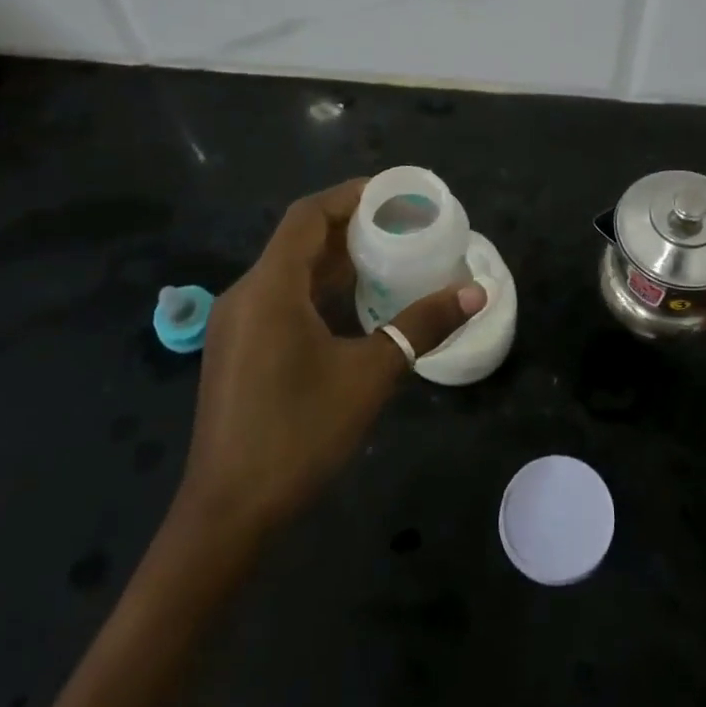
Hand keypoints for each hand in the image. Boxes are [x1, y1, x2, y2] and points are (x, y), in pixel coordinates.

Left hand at [177, 179, 485, 534]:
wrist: (229, 513)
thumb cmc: (299, 434)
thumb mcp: (370, 375)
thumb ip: (422, 326)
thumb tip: (476, 292)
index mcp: (270, 288)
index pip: (308, 216)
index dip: (351, 196)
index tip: (396, 193)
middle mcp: (246, 295)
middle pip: (299, 239)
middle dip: (351, 226)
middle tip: (404, 224)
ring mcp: (237, 324)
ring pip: (290, 271)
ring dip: (336, 259)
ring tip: (390, 256)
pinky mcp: (239, 350)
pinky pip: (282, 299)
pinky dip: (319, 289)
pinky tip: (355, 305)